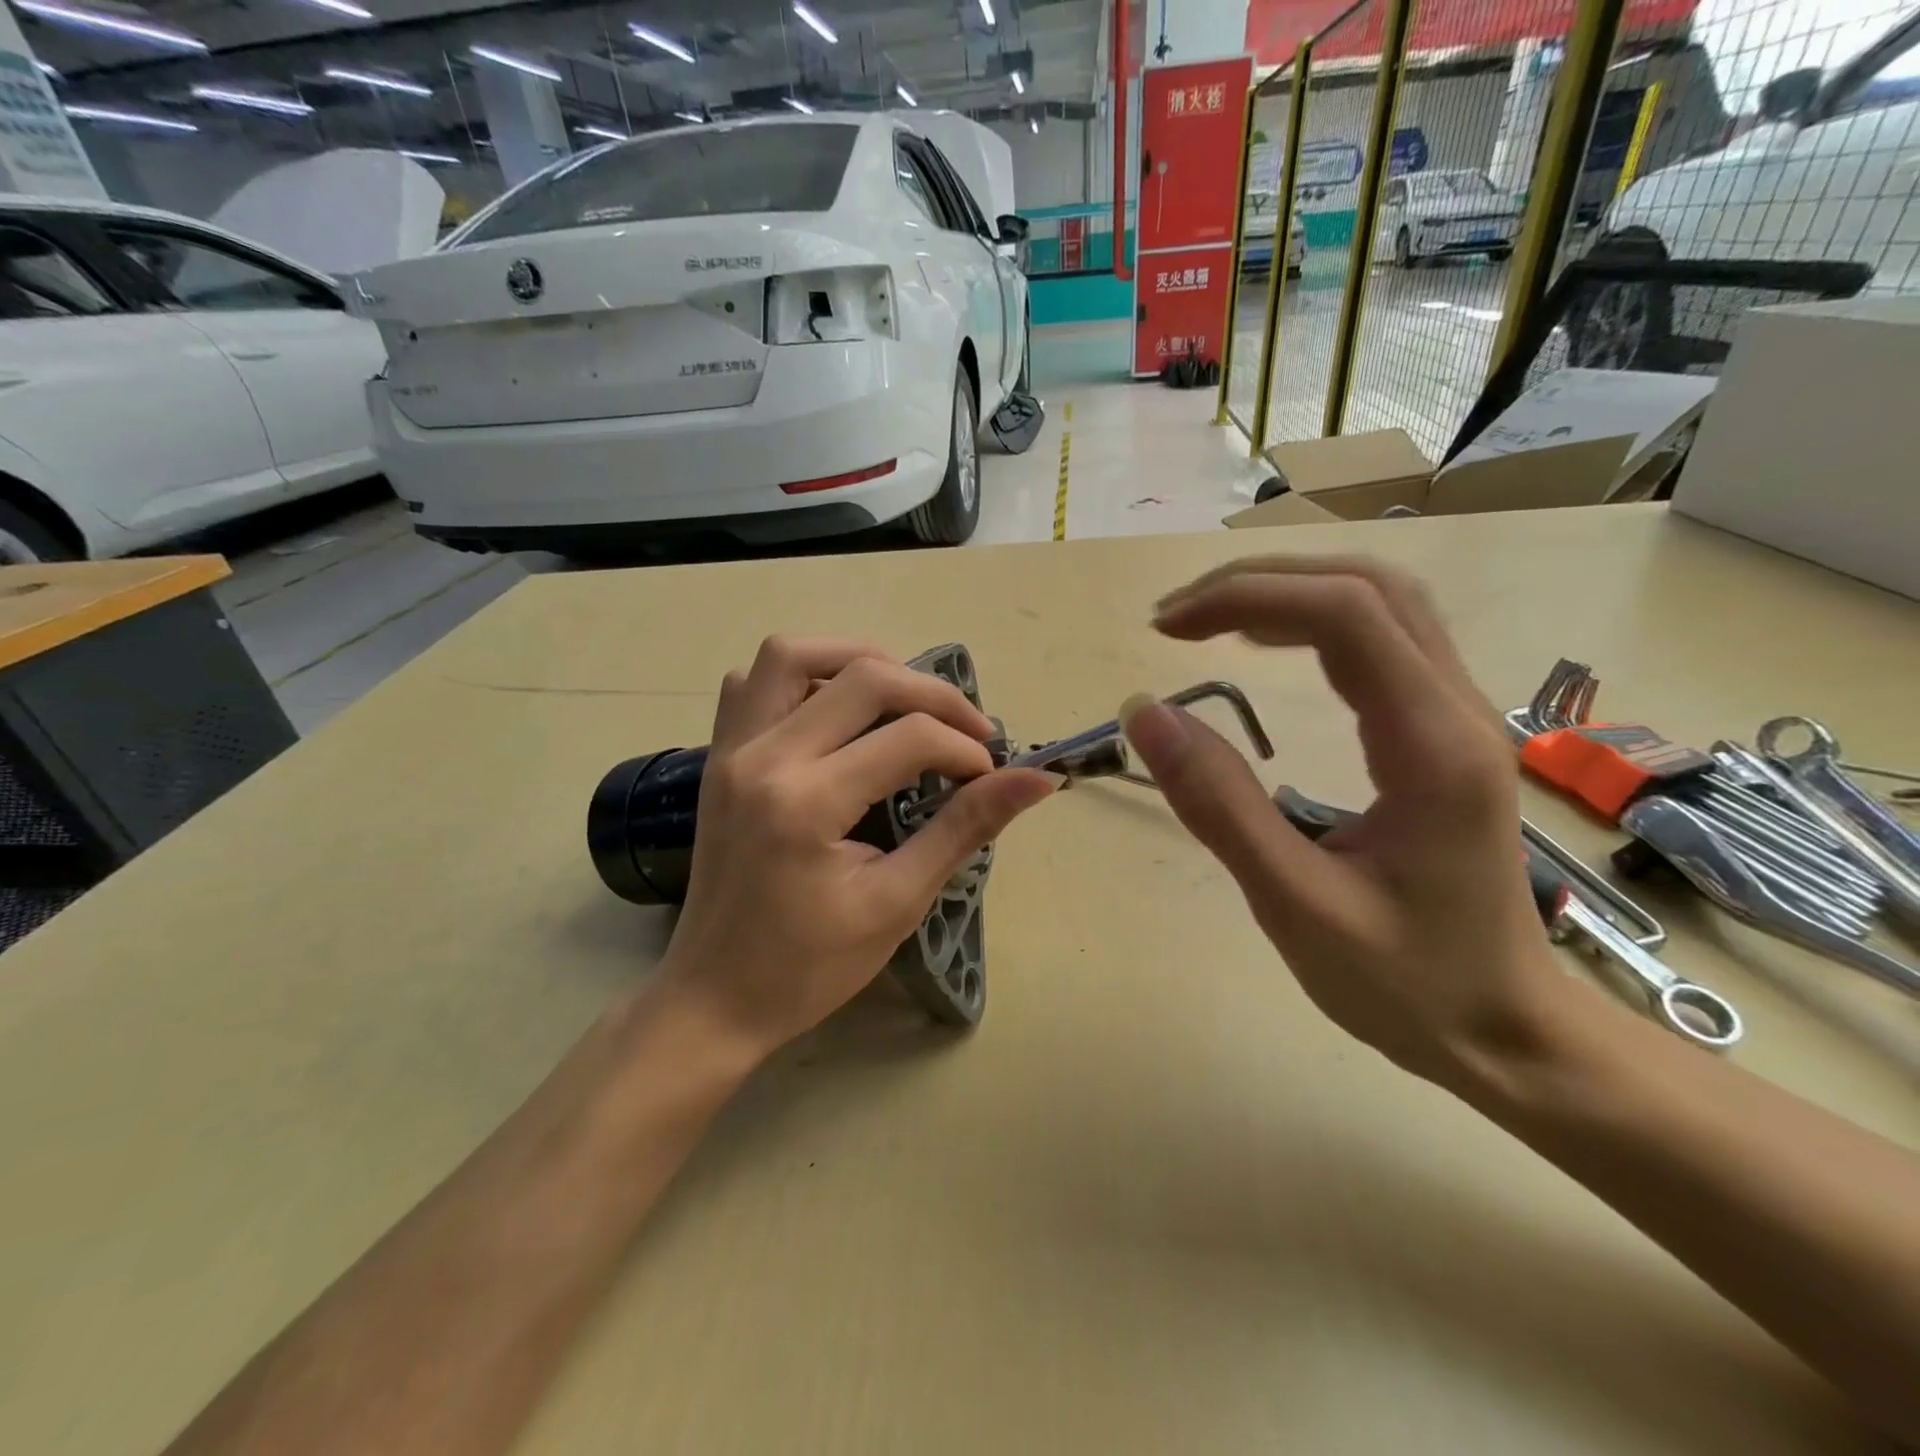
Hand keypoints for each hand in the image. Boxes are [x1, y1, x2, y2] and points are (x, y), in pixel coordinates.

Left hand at [657, 636, 1057, 1059]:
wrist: (714, 998)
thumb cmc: (809, 966)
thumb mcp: (897, 902)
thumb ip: (965, 828)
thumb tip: (1036, 780)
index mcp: (807, 803)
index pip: (910, 738)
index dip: (966, 749)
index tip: (991, 776)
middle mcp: (763, 758)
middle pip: (864, 676)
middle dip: (933, 694)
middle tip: (967, 730)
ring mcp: (731, 751)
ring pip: (793, 655)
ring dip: (859, 661)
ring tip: (903, 700)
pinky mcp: (718, 757)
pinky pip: (751, 684)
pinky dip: (799, 679)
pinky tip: (832, 712)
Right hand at [1121, 556, 1564, 1089]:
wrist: (1509, 1032)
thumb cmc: (1406, 982)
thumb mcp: (1295, 904)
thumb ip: (1219, 804)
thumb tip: (1145, 712)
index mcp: (1430, 746)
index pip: (1344, 614)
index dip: (1245, 598)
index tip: (1165, 631)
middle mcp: (1456, 710)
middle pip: (1367, 585)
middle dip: (1260, 582)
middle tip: (1176, 619)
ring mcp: (1458, 716)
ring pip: (1381, 602)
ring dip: (1287, 592)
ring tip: (1207, 622)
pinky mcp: (1442, 732)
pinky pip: (1382, 639)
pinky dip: (1312, 621)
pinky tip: (1265, 646)